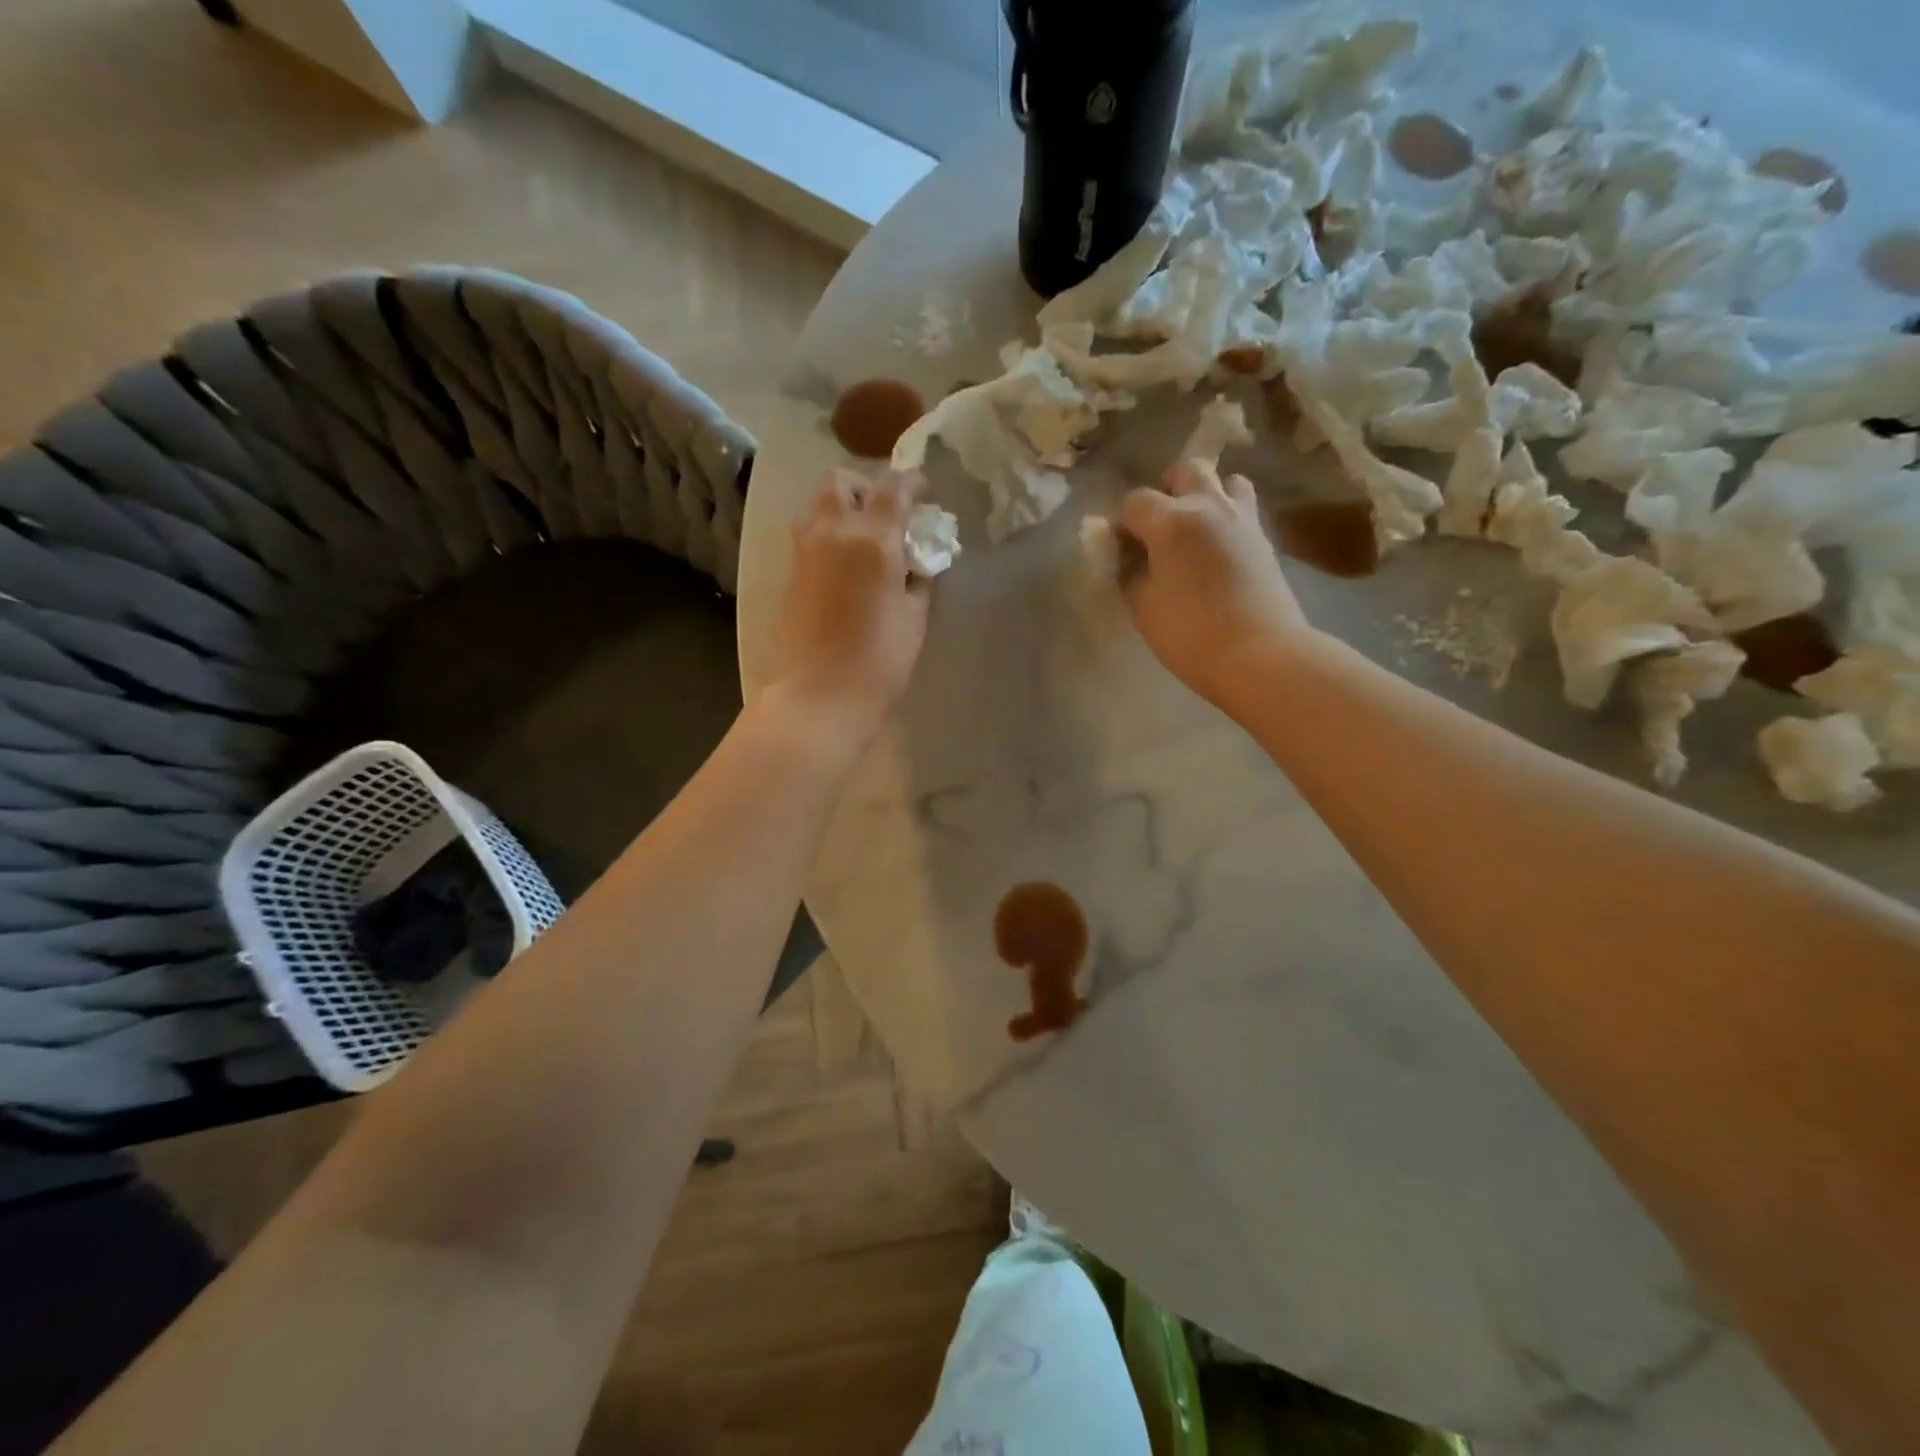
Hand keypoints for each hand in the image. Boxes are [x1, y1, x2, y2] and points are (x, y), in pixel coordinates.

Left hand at [770, 469, 931, 744]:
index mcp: (873, 539)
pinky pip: (808, 540)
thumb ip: (917, 580)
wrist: (819, 697)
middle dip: (864, 486)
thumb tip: (915, 563)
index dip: (910, 481)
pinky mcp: (790, 577)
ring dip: (840, 511)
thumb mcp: (914, 619)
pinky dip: (827, 539)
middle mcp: (833, 533)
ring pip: (817, 509)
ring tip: (862, 540)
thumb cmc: (879, 662)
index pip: (891, 487)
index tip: (923, 490)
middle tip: (884, 512)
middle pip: (839, 482)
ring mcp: (804, 554)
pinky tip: (844, 569)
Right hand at [1119, 461, 1308, 707]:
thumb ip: (1130, 573)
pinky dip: (1227, 517)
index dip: (1122, 523)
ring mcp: (1243, 519)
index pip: (1135, 502)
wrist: (1260, 655)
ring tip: (1195, 528)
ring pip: (1226, 481)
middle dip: (1167, 489)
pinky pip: (1243, 509)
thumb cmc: (1190, 634)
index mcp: (1171, 521)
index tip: (1120, 549)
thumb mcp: (1142, 608)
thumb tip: (1131, 557)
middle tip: (1158, 526)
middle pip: (1187, 471)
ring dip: (1206, 494)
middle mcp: (1208, 506)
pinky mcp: (1265, 539)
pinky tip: (1217, 549)